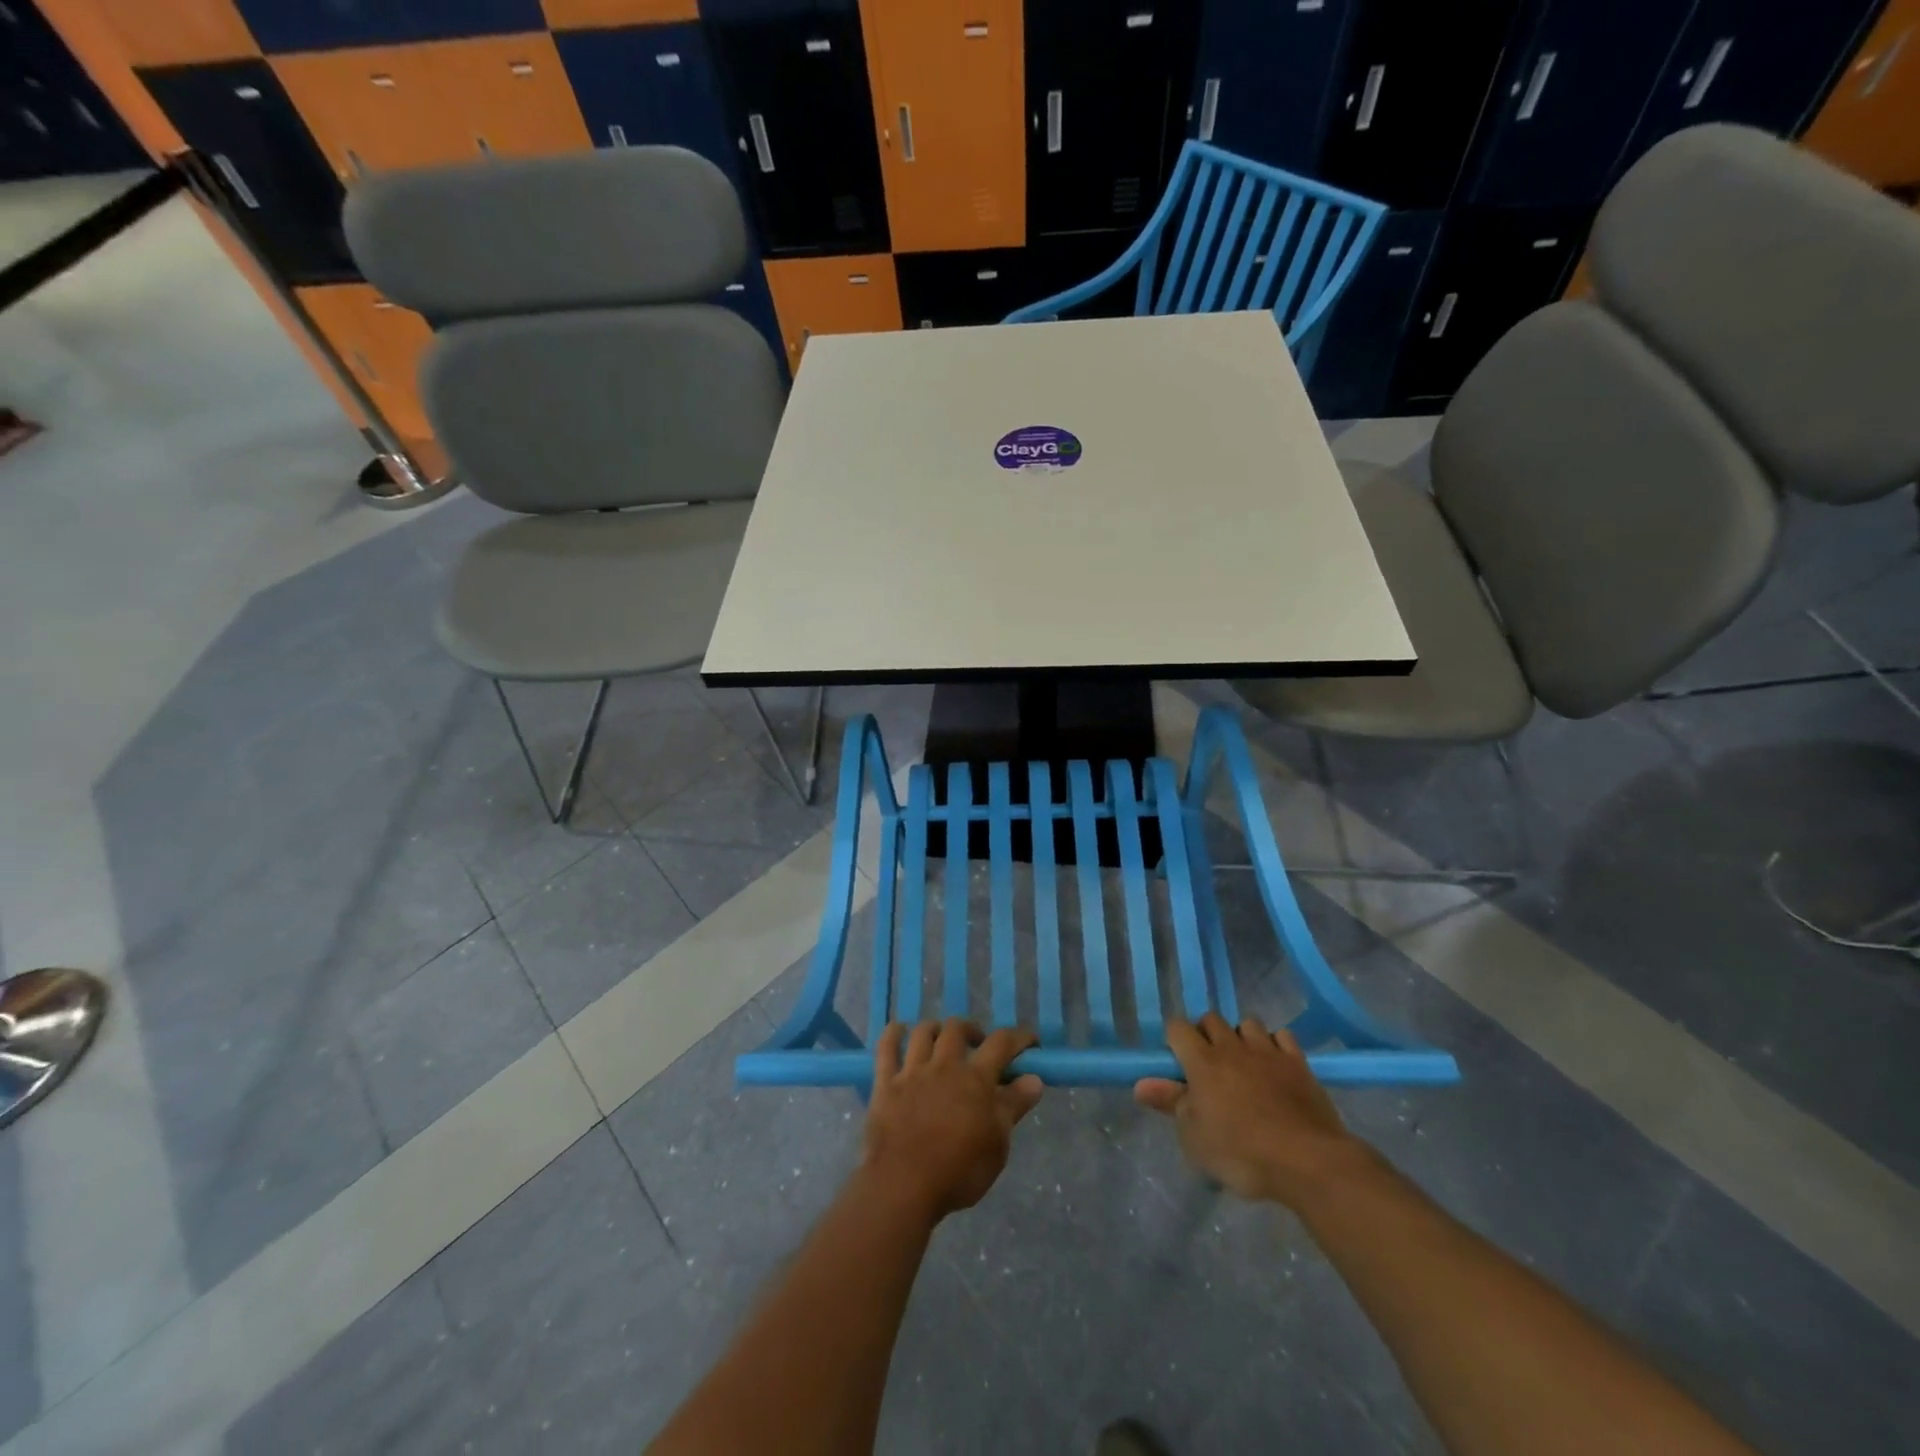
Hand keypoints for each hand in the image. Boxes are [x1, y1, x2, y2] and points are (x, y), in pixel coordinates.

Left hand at [862, 1019, 1043, 1221]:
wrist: (903, 1185)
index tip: (1029, 1042)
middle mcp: (944, 1065)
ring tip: (941, 1039)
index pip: (1001, 1043)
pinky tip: (899, 1030)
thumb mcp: (997, 1144)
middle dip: (971, 1030)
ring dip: (935, 1029)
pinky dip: (892, 1034)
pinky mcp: (885, 1083)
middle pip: (957, 1029)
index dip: (1018, 1037)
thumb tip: (1034, 1079)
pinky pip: (886, 1048)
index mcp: (975, 1079)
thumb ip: (1014, 1107)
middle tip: (978, 1045)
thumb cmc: (958, 1171)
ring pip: (923, 1032)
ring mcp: (912, 1072)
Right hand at [1135, 1013, 1371, 1208]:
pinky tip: (1275, 1065)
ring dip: (1241, 1037)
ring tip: (1244, 1063)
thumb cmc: (1242, 1153)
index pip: (1177, 1028)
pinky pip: (1283, 1036)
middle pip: (1211, 1019)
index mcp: (1202, 1062)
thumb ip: (1170, 1104)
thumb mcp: (1195, 1138)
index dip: (1173, 1040)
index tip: (1176, 1062)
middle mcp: (1232, 1047)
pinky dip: (1275, 1045)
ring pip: (1247, 1023)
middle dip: (1206, 1034)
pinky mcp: (1298, 1063)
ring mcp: (1267, 1052)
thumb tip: (1140, 1084)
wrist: (1307, 1161)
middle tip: (1208, 1065)